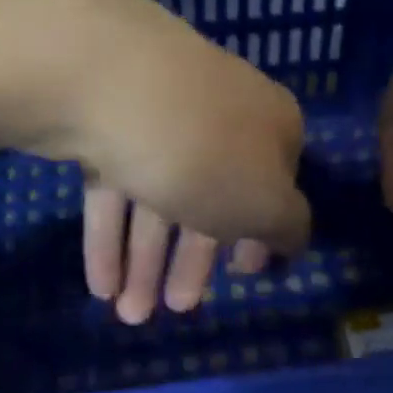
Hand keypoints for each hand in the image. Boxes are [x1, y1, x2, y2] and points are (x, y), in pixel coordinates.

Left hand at [28, 0, 309, 323]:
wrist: (106, 79)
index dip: (261, 234)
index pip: (276, 185)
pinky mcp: (107, 123)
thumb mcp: (266, 204)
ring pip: (159, 197)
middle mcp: (218, 116)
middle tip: (175, 309)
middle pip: (211, 199)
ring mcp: (159, 116)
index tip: (242, 274)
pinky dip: (110, 236)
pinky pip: (117, 187)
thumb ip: (287, 227)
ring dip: (146, 261)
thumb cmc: (204, 152)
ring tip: (128, 314)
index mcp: (270, 126)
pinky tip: (100, 284)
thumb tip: (291, 237)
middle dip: (192, 262)